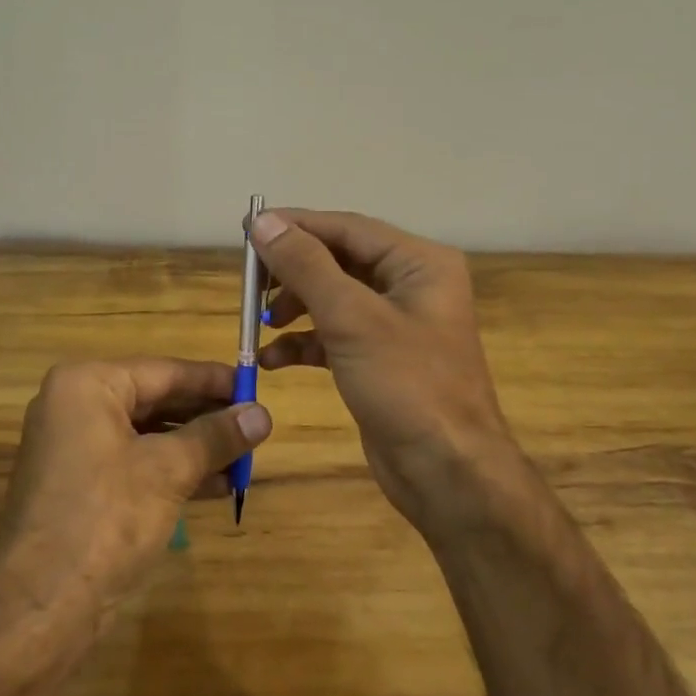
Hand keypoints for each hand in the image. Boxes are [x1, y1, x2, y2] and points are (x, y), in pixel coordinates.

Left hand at [0, 358, 270, 631]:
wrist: (41, 608)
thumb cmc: (106, 519)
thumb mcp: (168, 471)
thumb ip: (216, 437)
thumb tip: (263, 414)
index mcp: (87, 385)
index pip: (164, 371)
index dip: (214, 380)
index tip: (256, 386)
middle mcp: (75, 406)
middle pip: (156, 400)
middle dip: (207, 416)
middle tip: (256, 424)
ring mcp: (74, 447)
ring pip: (148, 435)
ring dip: (196, 447)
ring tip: (245, 457)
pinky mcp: (80, 484)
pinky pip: (135, 462)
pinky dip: (173, 471)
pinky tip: (217, 485)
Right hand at [248, 209, 522, 537]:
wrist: (447, 473)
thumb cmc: (407, 385)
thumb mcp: (352, 318)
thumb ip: (306, 265)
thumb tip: (264, 221)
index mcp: (419, 263)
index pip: (347, 228)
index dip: (296, 226)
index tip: (247, 229)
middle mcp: (410, 285)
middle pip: (338, 260)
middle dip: (293, 271)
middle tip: (249, 282)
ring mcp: (395, 324)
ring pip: (332, 298)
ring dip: (294, 307)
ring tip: (262, 322)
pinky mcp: (378, 359)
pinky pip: (334, 335)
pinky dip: (304, 343)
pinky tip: (273, 359)